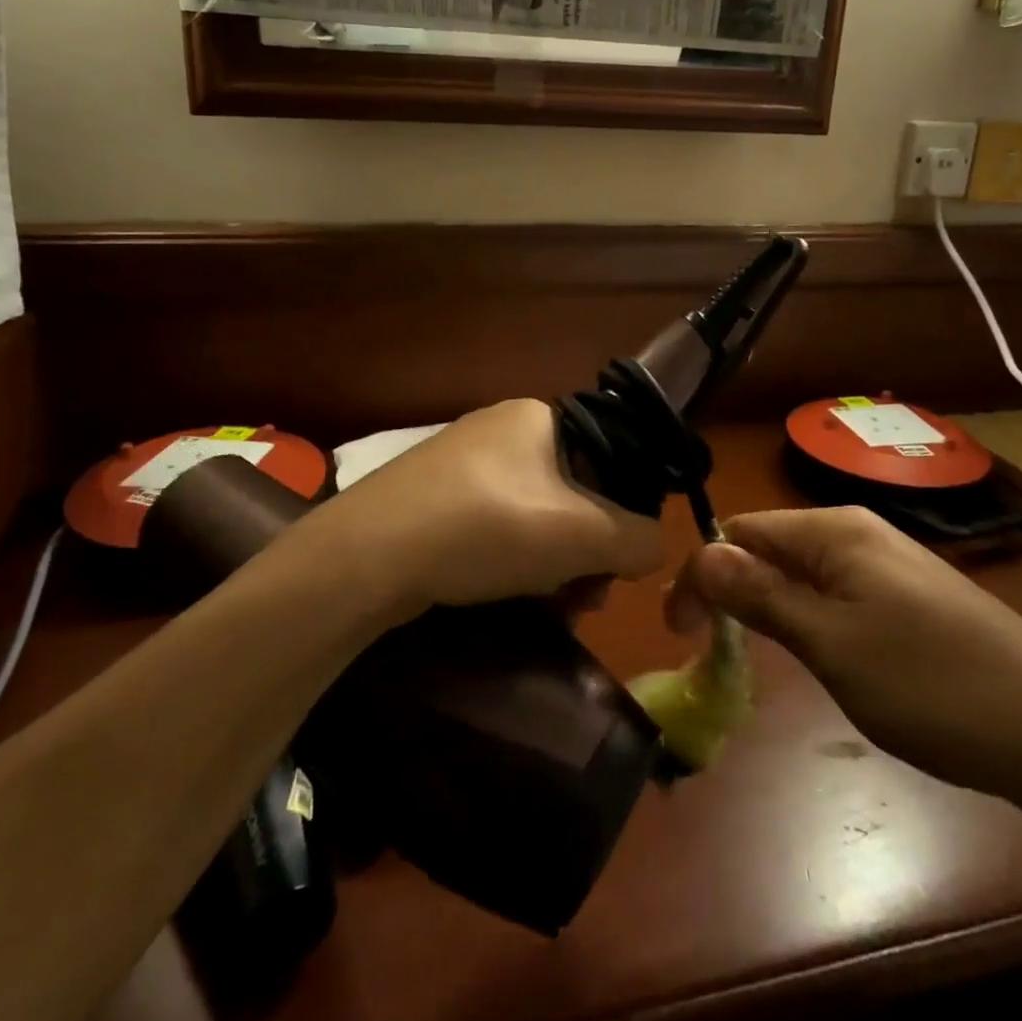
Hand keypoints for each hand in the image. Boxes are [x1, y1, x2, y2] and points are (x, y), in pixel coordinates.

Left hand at [326, 399, 667, 614]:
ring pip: (535, 513)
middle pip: (573, 491)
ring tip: (549, 604)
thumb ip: (637, 539)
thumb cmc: (486, 528)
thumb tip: (655, 547)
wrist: (366, 556)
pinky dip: (512, 558)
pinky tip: (505, 591)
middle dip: (586, 548)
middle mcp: (502, 428)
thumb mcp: (580, 535)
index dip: (624, 512)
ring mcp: (463, 460)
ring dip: (553, 561)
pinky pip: (495, 523)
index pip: (611, 458)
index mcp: (540, 416)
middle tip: (584, 597)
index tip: (618, 565)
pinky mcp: (434, 495)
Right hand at [671, 507, 1021, 806]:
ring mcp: (887, 565)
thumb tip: (702, 554)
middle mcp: (856, 533)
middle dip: (731, 593)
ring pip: (800, 575)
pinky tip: (817, 658)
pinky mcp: (908, 598)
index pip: (738, 532)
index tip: (680, 635)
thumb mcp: (831, 644)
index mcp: (833, 530)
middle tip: (711, 654)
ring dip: (767, 610)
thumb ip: (761, 596)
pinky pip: (835, 596)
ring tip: (756, 660)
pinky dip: (807, 622)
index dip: (701, 576)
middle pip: (768, 548)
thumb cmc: (933, 686)